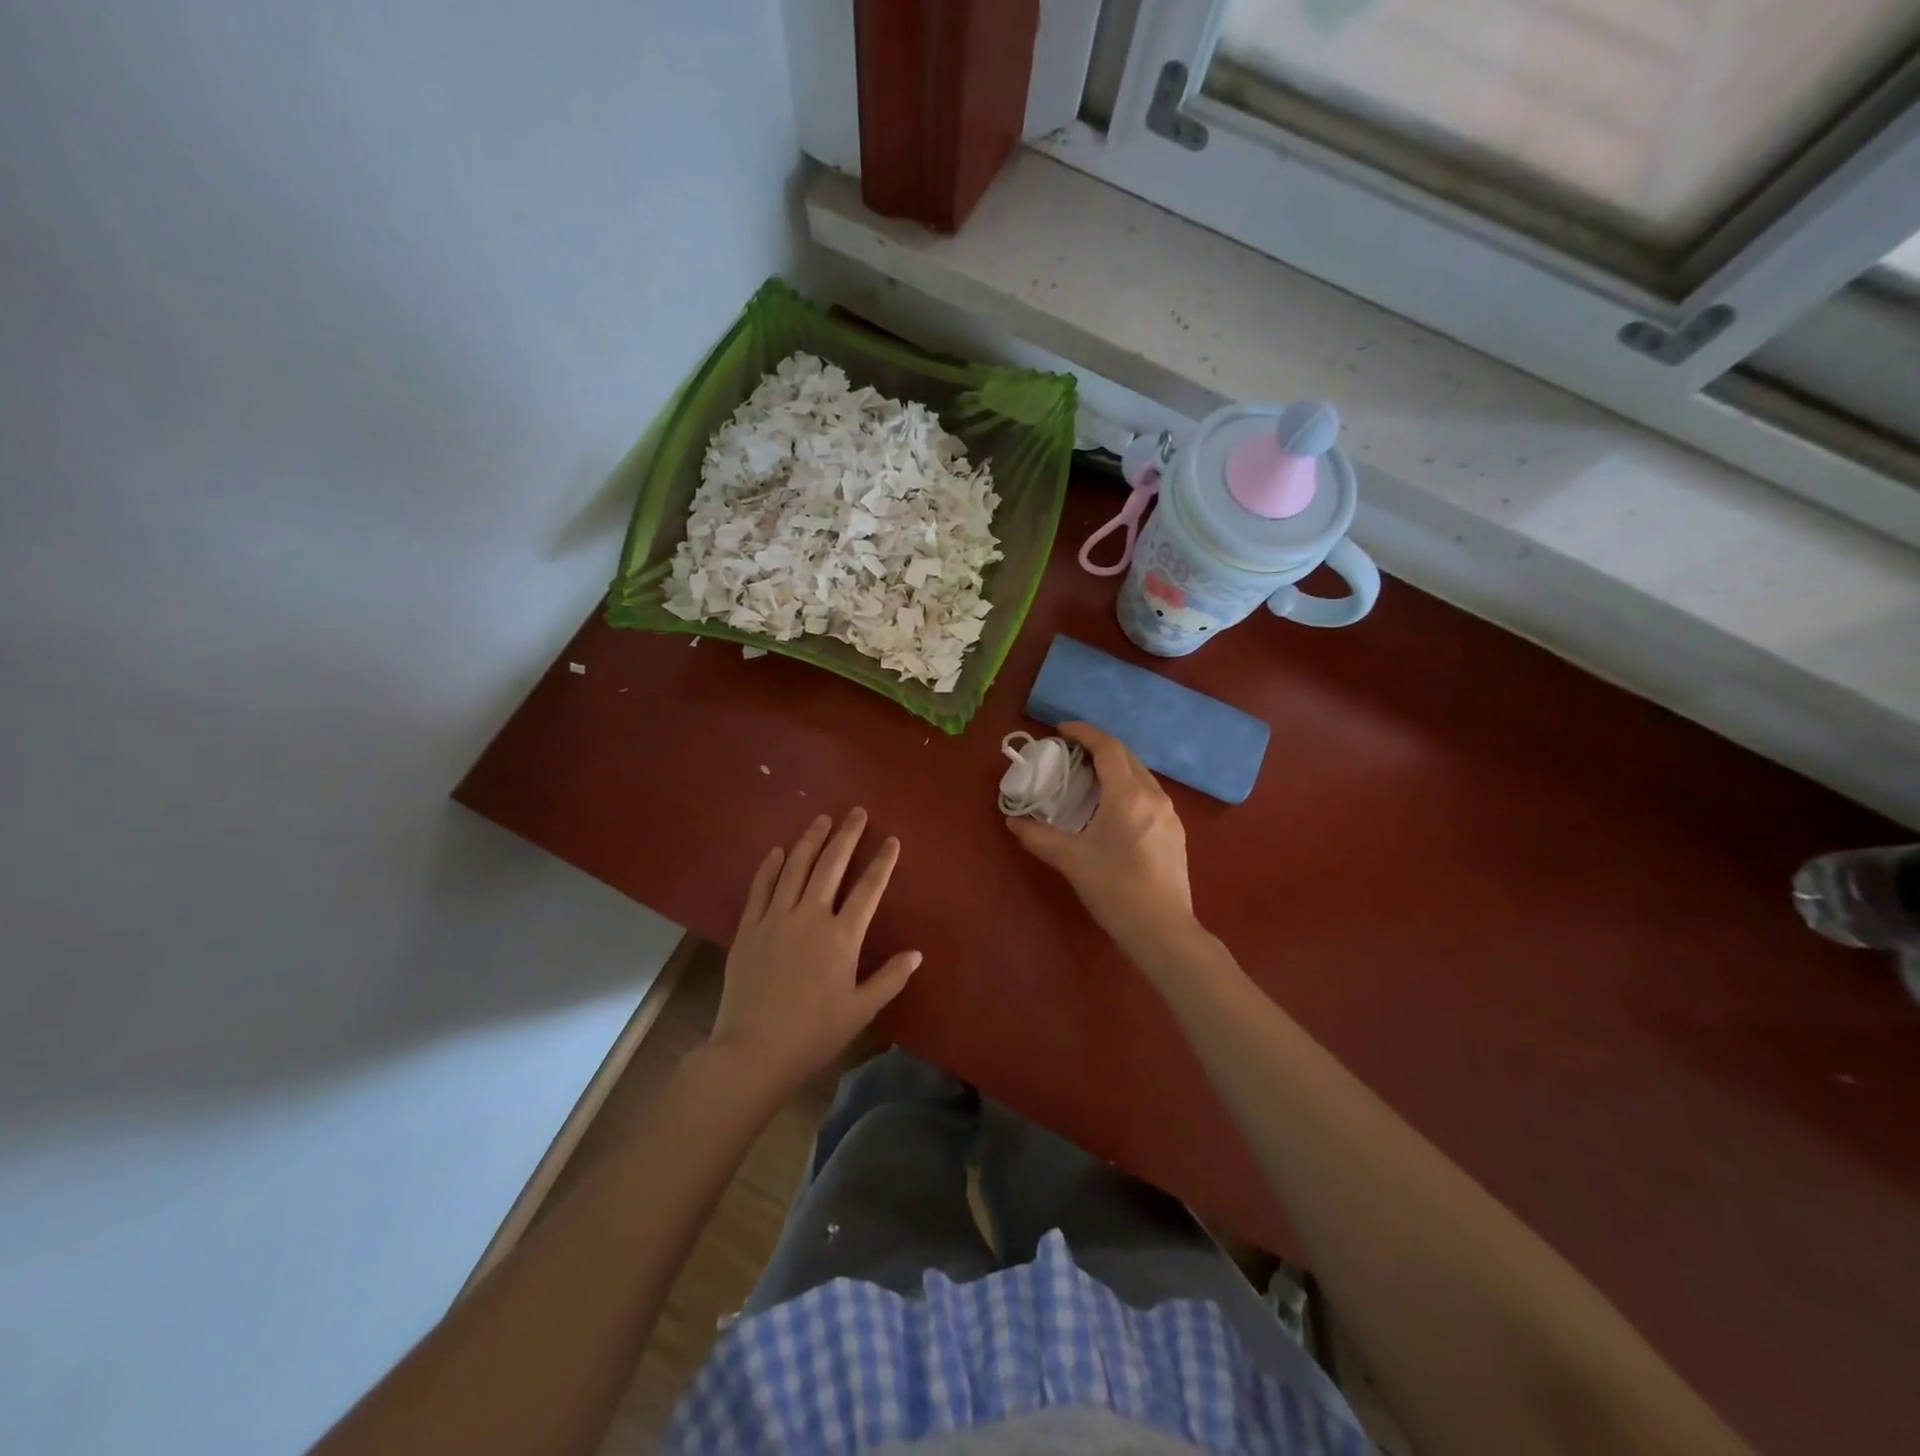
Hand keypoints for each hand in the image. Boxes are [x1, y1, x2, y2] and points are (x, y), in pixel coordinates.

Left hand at [709, 809, 921, 1098]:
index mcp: (842, 936)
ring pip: (795, 867)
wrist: (753, 1051)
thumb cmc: (814, 1033)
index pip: (868, 889)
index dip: (882, 862)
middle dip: (846, 836)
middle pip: (831, 865)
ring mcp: (775, 919)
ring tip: (822, 819)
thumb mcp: (860, 1010)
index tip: (891, 840)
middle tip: (856, 812)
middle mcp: (810, 917)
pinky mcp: (748, 928)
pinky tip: (778, 851)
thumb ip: (890, 978)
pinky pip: (760, 888)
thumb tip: (917, 953)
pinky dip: (770, 866)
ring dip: (810, 840)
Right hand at [1006, 722, 1193, 945]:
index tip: (1061, 730)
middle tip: (1070, 753)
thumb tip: (1013, 822)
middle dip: (1098, 747)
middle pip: (1126, 756)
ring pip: (1140, 775)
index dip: (1084, 732)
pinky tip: (1112, 809)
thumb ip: (1038, 836)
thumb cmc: (1114, 889)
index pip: (1107, 747)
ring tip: (1088, 779)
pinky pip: (1149, 795)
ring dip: (1115, 767)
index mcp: (1128, 795)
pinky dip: (1128, 787)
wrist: (1162, 930)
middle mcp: (1153, 795)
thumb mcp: (1070, 860)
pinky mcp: (1175, 831)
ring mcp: (1169, 813)